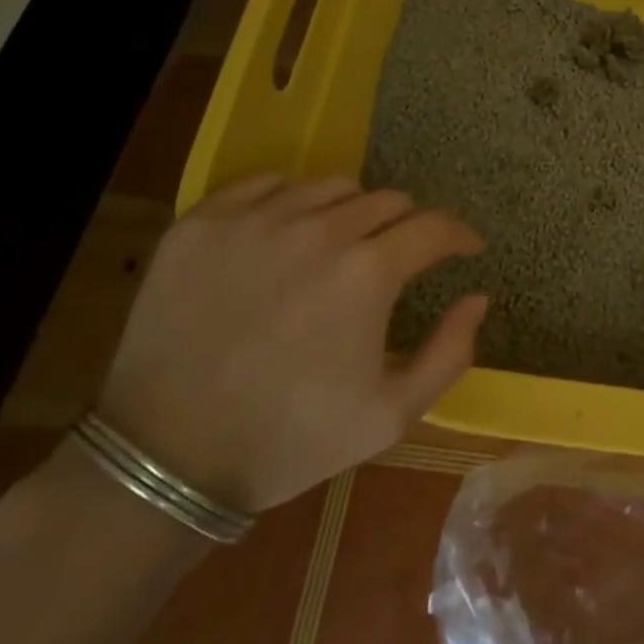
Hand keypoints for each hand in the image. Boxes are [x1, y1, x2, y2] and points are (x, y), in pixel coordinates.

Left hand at [94, 175, 485, 512]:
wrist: (165, 459)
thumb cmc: (288, 439)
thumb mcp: (390, 416)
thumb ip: (450, 353)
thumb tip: (478, 297)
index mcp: (367, 273)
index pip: (434, 227)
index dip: (459, 235)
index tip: (466, 247)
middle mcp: (317, 230)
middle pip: (386, 200)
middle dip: (406, 226)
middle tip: (398, 256)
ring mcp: (255, 220)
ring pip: (330, 186)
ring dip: (351, 211)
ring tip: (341, 244)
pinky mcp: (202, 223)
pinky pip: (266, 184)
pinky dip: (289, 200)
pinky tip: (284, 233)